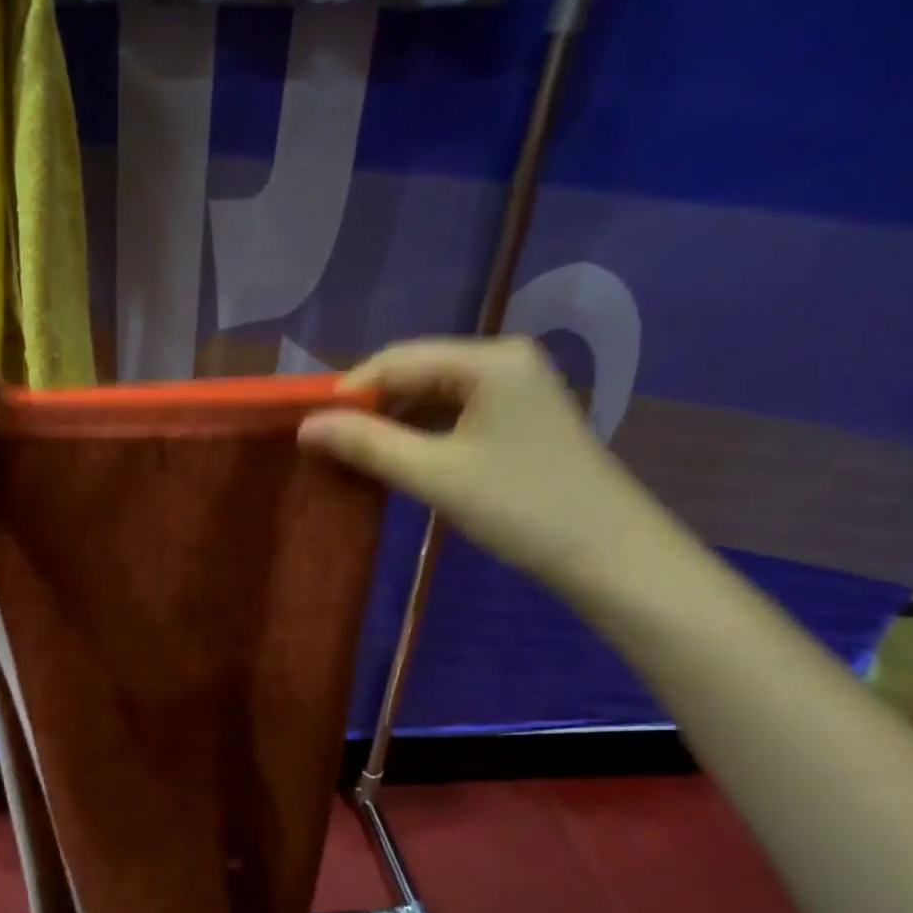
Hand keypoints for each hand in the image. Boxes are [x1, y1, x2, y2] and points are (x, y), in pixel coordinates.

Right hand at [299, 337, 673, 595]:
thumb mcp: (434, 475)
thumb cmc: (519, 506)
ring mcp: (516, 388)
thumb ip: (367, 445)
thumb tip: (305, 427)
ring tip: (354, 455)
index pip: (397, 359)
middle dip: (370, 407)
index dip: (348, 392)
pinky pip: (454, 413)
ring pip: (433, 395)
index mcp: (488, 360)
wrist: (607, 553)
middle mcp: (504, 360)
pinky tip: (398, 460)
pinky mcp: (520, 417)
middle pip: (416, 372)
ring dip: (393, 423)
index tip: (309, 428)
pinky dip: (421, 434)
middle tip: (328, 446)